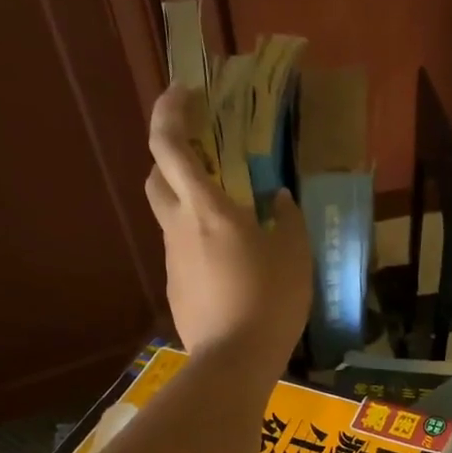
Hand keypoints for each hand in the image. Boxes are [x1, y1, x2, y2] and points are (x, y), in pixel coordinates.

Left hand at [145, 85, 311, 366]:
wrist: (234, 360)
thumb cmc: (270, 300)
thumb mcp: (295, 255)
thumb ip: (287, 219)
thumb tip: (279, 198)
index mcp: (207, 208)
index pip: (169, 145)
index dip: (169, 111)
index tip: (183, 93)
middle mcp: (179, 226)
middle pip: (156, 177)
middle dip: (171, 157)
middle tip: (204, 159)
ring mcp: (172, 260)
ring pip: (170, 217)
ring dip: (189, 205)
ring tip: (230, 223)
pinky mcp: (175, 288)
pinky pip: (183, 253)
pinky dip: (199, 245)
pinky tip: (230, 269)